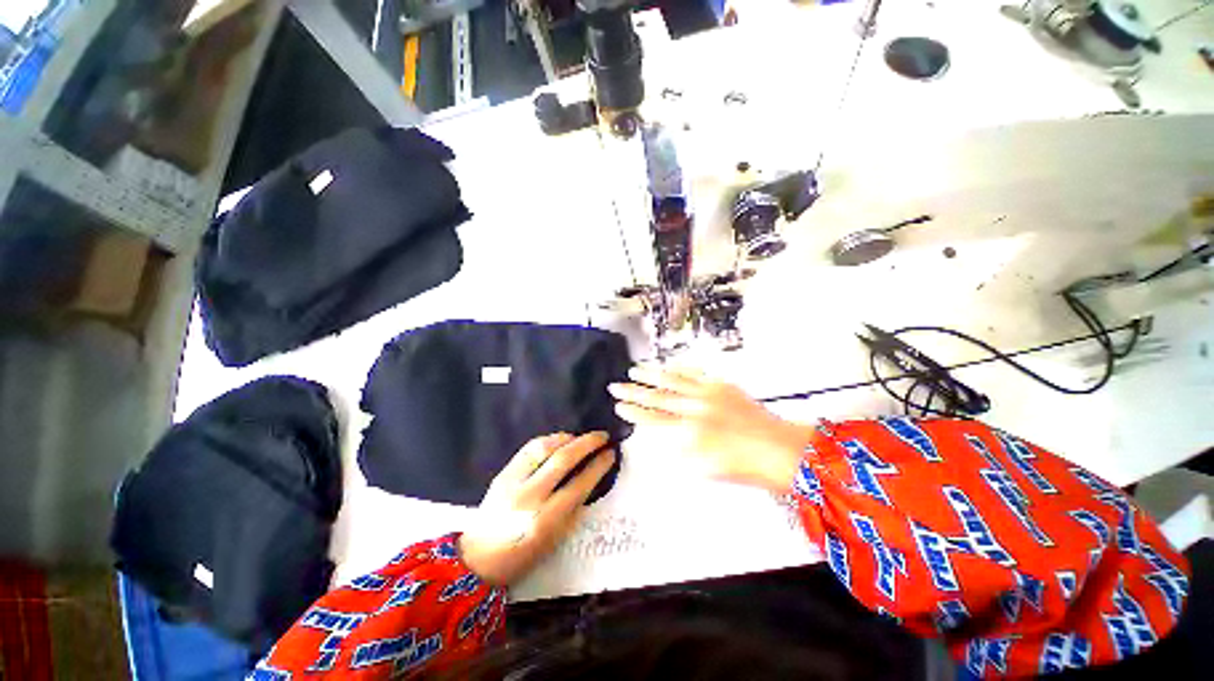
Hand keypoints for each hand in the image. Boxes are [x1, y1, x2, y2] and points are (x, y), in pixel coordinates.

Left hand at [458, 432, 614, 585]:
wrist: (477, 558)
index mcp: (545, 521)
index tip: (611, 453)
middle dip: (587, 443)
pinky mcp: (502, 473)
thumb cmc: (522, 557)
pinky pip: (528, 448)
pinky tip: (559, 440)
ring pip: (544, 448)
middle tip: (602, 436)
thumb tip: (590, 477)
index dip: (598, 466)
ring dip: (567, 438)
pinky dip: (548, 440)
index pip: (579, 485)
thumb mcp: (555, 540)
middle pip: (563, 460)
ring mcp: (512, 483)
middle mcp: (528, 498)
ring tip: (580, 438)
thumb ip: (573, 508)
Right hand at [608, 365, 809, 491]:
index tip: (618, 406)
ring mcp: (707, 393)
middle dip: (633, 391)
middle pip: (656, 397)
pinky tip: (668, 365)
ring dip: (651, 374)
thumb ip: (678, 450)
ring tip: (634, 369)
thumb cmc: (741, 466)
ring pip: (672, 380)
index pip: (652, 420)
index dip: (633, 412)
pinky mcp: (721, 385)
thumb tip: (661, 436)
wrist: (778, 449)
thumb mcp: (704, 469)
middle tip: (615, 385)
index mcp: (688, 433)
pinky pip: (695, 373)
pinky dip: (678, 368)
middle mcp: (693, 409)